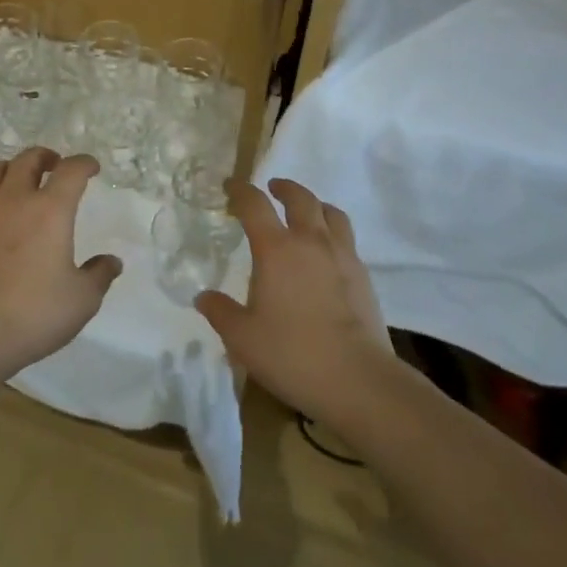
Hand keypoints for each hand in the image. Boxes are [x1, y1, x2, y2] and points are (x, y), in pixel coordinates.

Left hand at [0, 148, 120, 393]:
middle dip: (46, 157)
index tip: (92, 167)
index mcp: (50, 210)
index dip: (84, 163)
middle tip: (56, 166)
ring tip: (21, 180)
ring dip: (13, 168)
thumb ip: (99, 276)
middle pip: (29, 159)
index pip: (71, 171)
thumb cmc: (31, 314)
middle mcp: (15, 200)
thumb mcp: (81, 301)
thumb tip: (111, 261)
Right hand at [196, 178, 393, 422]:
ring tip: (307, 212)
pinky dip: (334, 233)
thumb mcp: (243, 338)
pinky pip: (347, 240)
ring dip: (315, 205)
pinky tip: (328, 252)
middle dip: (284, 188)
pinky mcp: (364, 276)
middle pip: (300, 198)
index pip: (254, 205)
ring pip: (331, 213)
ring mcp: (342, 256)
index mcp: (276, 249)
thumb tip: (203, 297)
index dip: (241, 191)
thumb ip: (220, 312)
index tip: (231, 186)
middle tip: (273, 188)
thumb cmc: (292, 353)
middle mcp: (310, 242)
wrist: (357, 379)